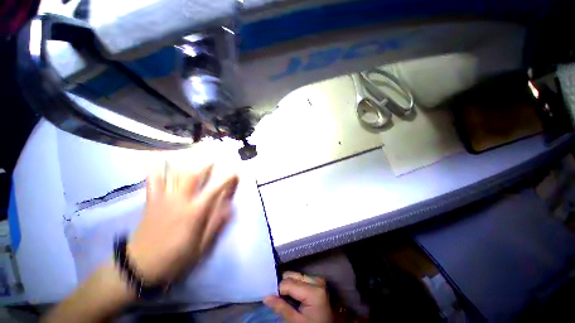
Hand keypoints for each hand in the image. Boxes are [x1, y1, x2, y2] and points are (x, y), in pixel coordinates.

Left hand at [127, 163, 238, 284]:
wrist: (141, 267)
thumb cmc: (175, 258)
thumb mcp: (201, 246)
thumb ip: (216, 224)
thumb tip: (230, 207)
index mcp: (194, 212)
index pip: (215, 189)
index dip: (227, 179)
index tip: (234, 172)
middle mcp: (180, 201)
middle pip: (193, 175)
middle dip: (205, 164)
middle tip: (214, 159)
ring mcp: (163, 199)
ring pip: (174, 174)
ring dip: (185, 162)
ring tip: (193, 154)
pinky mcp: (151, 201)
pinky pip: (153, 181)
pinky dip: (157, 169)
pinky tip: (160, 161)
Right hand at [264, 271, 333, 322]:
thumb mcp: (296, 322)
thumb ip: (281, 307)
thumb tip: (266, 297)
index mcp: (313, 291)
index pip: (288, 284)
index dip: (277, 290)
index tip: (270, 297)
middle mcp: (316, 280)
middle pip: (292, 276)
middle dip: (283, 285)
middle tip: (276, 297)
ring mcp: (318, 279)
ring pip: (295, 275)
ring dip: (288, 284)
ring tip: (283, 296)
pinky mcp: (317, 281)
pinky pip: (301, 278)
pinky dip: (294, 285)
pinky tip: (291, 294)